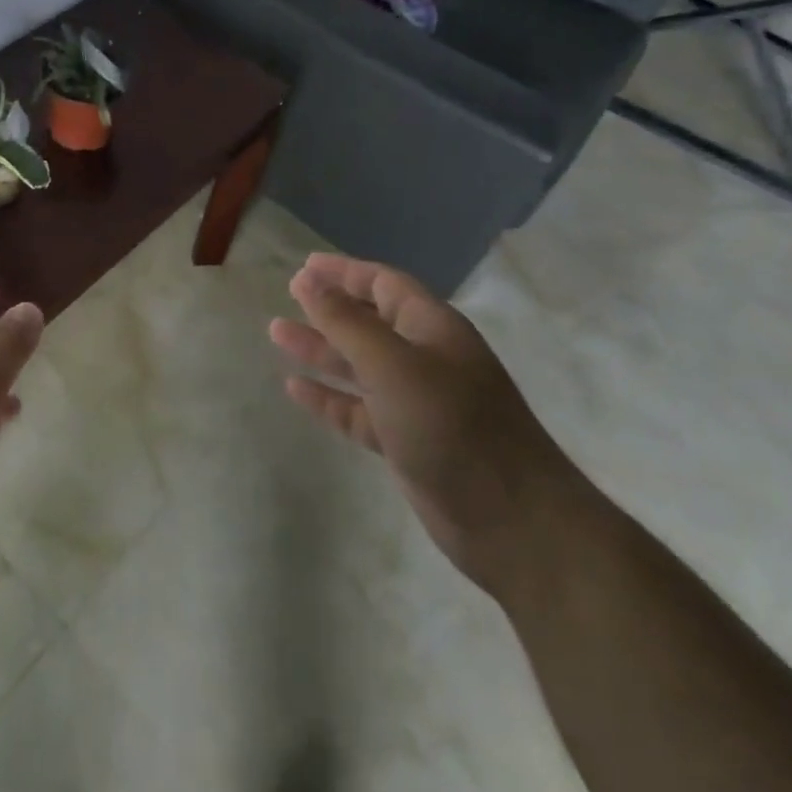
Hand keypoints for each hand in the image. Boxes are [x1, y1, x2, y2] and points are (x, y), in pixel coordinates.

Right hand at [270, 252, 581, 595]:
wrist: (514, 524)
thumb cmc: (452, 426)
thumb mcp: (392, 364)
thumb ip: (346, 322)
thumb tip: (307, 280)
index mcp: (432, 328)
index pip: (384, 284)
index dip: (344, 272)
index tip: (304, 267)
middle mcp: (425, 359)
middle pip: (370, 321)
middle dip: (329, 308)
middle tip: (288, 296)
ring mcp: (417, 402)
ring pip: (359, 365)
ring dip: (321, 349)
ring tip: (276, 333)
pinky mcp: (407, 442)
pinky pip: (358, 409)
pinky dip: (329, 397)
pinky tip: (295, 388)